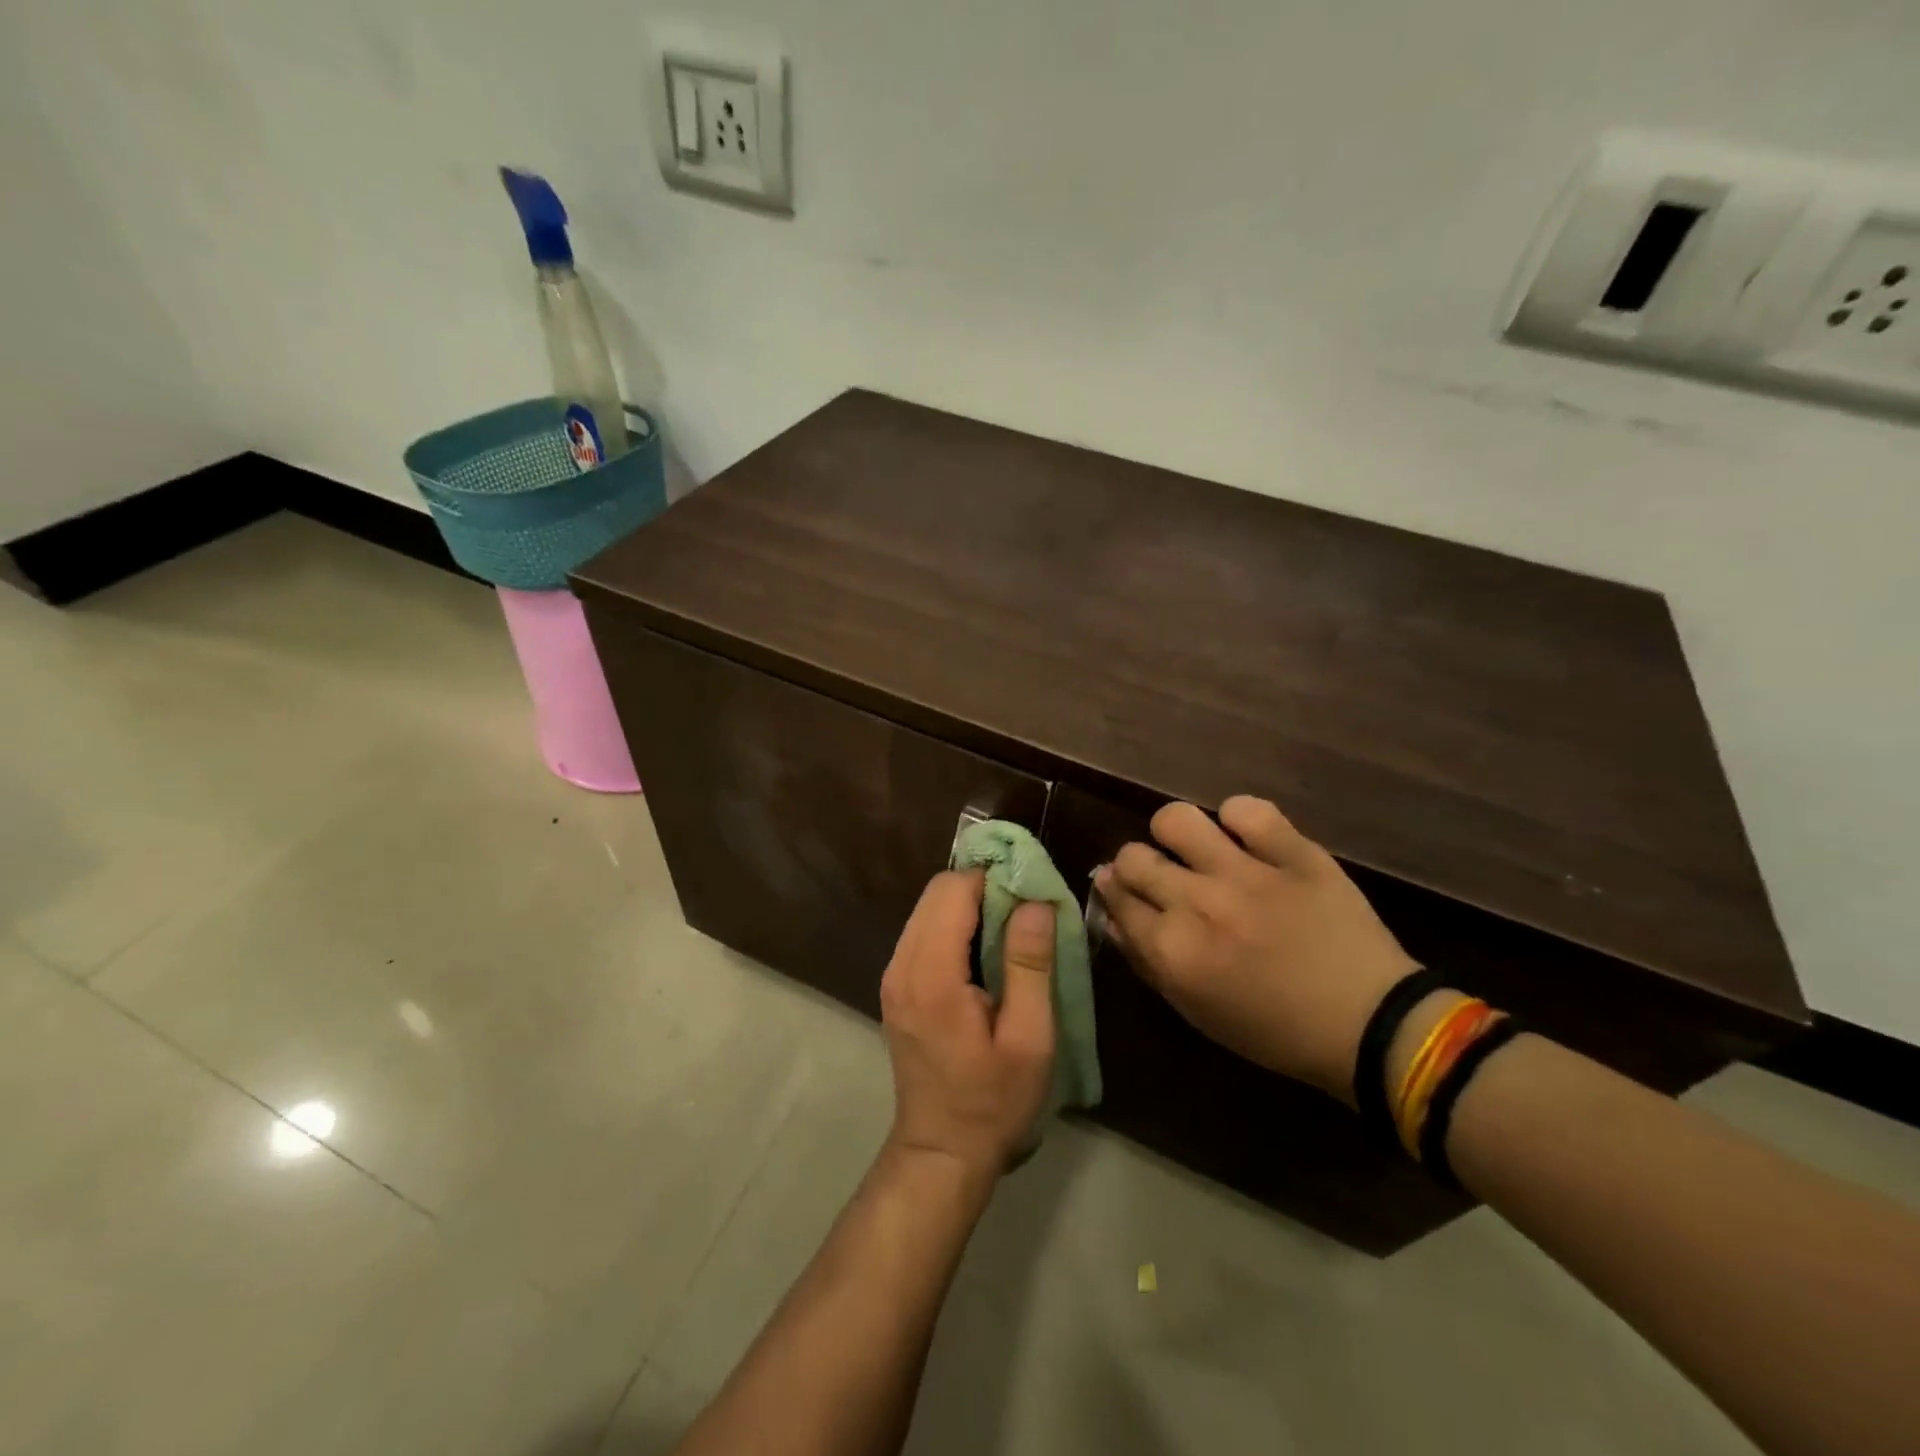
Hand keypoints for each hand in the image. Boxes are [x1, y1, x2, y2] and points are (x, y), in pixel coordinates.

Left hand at [879, 871, 1056, 1178]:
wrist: (941, 1152)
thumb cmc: (993, 1102)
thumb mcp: (1029, 1039)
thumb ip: (1029, 964)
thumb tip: (1035, 902)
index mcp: (931, 974)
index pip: (952, 889)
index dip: (993, 878)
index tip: (1031, 890)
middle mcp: (902, 964)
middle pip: (936, 893)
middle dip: (982, 887)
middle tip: (1027, 908)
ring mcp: (894, 975)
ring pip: (929, 909)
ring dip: (970, 905)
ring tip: (1013, 928)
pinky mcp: (897, 986)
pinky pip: (924, 932)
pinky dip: (955, 925)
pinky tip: (986, 951)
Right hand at [1095, 798, 1417, 1103]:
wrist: (1371, 1024)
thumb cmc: (1276, 1031)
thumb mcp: (1198, 1011)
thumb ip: (1149, 963)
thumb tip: (1115, 917)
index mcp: (1173, 949)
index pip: (1116, 898)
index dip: (1114, 892)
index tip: (1123, 892)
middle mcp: (1197, 902)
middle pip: (1133, 856)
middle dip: (1135, 865)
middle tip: (1159, 875)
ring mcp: (1245, 871)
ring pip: (1176, 819)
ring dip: (1175, 833)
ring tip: (1195, 848)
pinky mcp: (1292, 851)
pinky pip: (1247, 809)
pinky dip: (1240, 818)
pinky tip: (1247, 837)